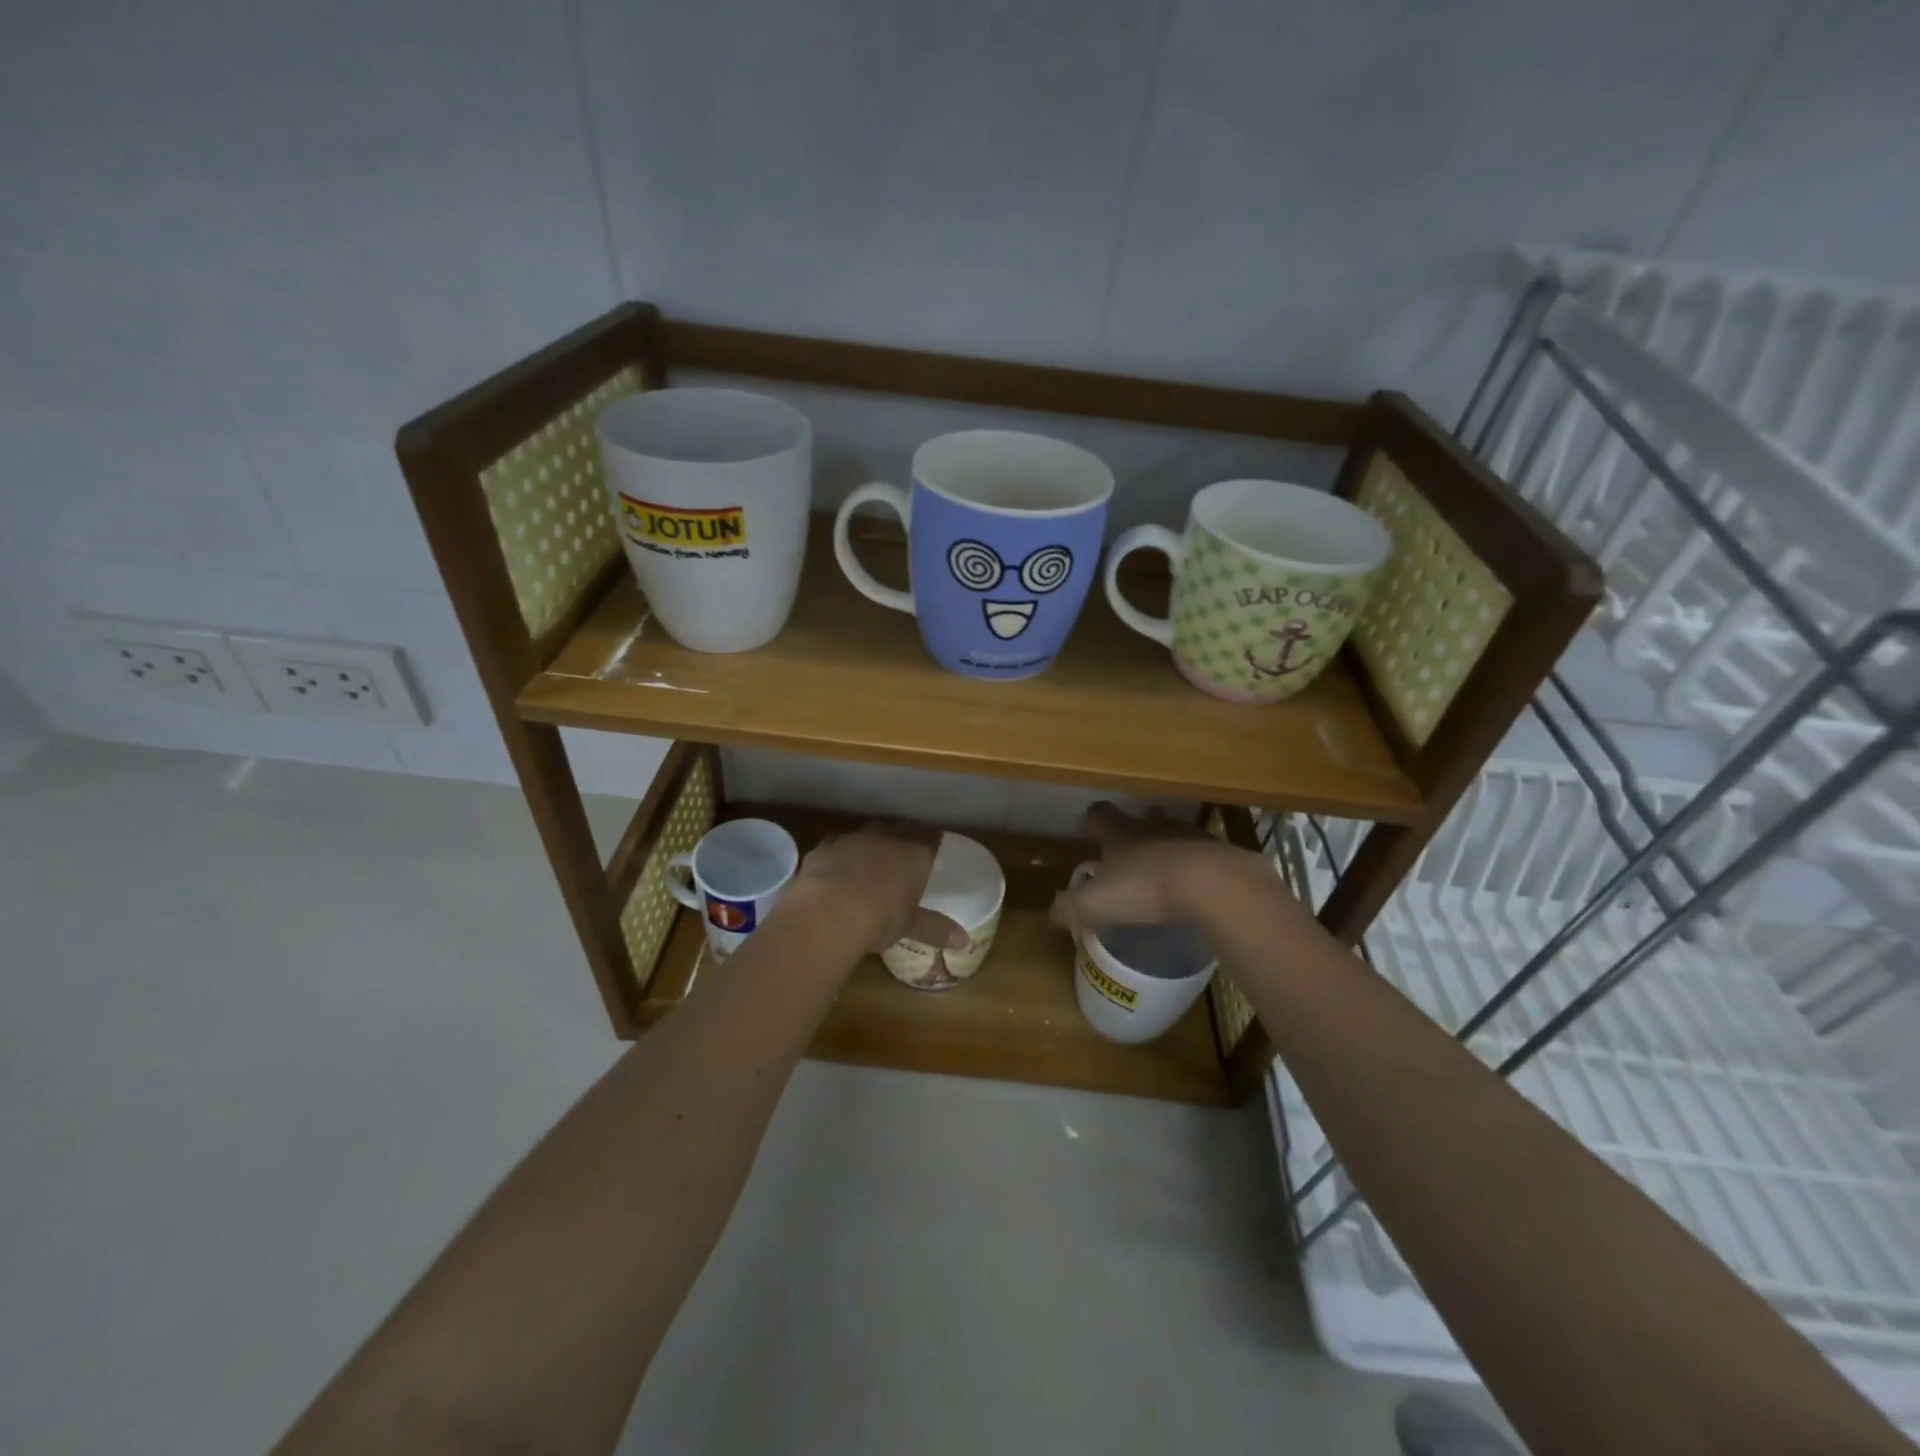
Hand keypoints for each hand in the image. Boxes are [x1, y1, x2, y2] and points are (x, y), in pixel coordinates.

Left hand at [787, 822, 965, 953]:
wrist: (830, 911)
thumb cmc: (880, 918)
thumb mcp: (910, 926)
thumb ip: (936, 929)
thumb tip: (964, 941)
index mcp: (914, 855)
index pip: (930, 838)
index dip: (932, 839)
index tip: (934, 843)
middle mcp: (886, 839)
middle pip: (898, 829)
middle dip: (901, 836)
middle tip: (902, 849)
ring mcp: (853, 839)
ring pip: (866, 832)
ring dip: (870, 842)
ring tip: (869, 858)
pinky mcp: (825, 847)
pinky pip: (836, 844)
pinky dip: (840, 853)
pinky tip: (836, 867)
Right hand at [1051, 802, 1272, 934]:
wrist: (1213, 884)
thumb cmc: (1145, 888)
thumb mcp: (1096, 904)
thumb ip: (1070, 907)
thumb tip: (1052, 913)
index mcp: (1120, 834)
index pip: (1100, 814)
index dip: (1093, 820)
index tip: (1088, 829)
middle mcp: (1153, 827)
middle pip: (1141, 818)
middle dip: (1135, 829)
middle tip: (1129, 848)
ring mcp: (1190, 837)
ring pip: (1174, 833)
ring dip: (1168, 846)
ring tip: (1165, 869)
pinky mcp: (1221, 854)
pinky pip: (1204, 856)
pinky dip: (1197, 867)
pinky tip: (1196, 887)